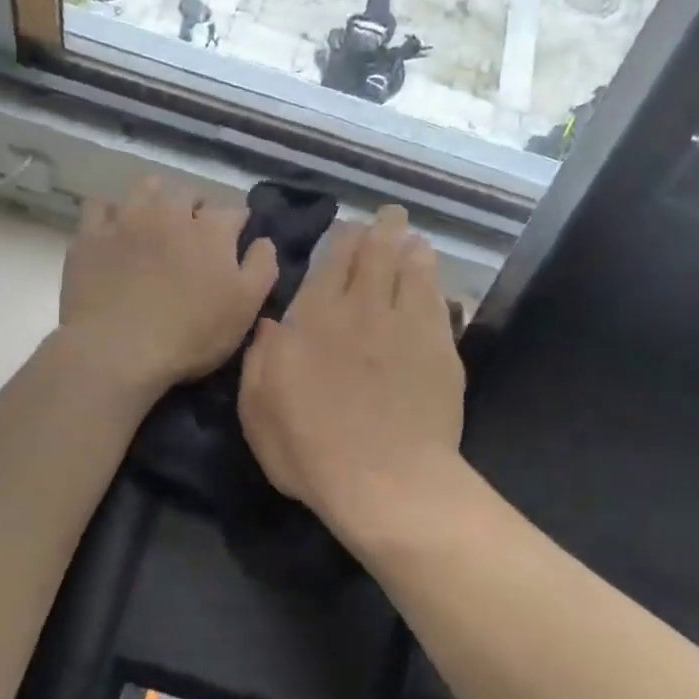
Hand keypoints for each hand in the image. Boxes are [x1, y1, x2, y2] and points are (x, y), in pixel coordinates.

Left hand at [59, 177, 278, 396]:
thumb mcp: (245, 308)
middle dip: (196, 207)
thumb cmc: (190, 335)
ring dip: (156, 198)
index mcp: (211, 230)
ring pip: (145, 189)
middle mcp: (170, 212)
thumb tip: (263, 240)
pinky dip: (111, 214)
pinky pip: (100, 207)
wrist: (118, 349)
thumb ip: (262, 267)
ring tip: (156, 220)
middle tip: (195, 232)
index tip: (236, 240)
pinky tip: (114, 230)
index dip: (238, 225)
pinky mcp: (91, 236)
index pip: (234, 212)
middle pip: (188, 193)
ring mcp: (127, 220)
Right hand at [238, 205, 465, 542]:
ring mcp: (407, 326)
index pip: (330, 260)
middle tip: (387, 217)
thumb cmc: (310, 451)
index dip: (341, 239)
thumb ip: (260, 358)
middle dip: (381, 230)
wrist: (386, 481)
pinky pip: (438, 301)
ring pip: (412, 269)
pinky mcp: (440, 350)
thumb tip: (271, 322)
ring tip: (412, 238)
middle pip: (375, 253)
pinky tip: (434, 277)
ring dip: (411, 248)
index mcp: (313, 319)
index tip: (347, 230)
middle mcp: (362, 309)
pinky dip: (434, 282)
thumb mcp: (258, 410)